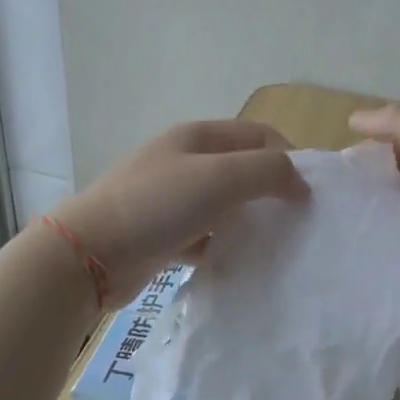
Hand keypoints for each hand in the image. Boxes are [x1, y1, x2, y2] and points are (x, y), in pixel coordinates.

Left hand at [51, 120, 308, 300]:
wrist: (90, 254)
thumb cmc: (158, 205)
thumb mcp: (221, 177)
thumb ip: (268, 171)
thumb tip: (301, 182)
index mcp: (198, 137)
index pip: (258, 135)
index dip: (289, 157)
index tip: (310, 193)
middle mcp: (184, 162)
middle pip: (242, 169)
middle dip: (272, 190)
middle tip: (297, 220)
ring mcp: (170, 199)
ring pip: (224, 205)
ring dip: (250, 220)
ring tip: (275, 243)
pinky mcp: (162, 234)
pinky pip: (205, 236)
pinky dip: (224, 246)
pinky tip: (239, 264)